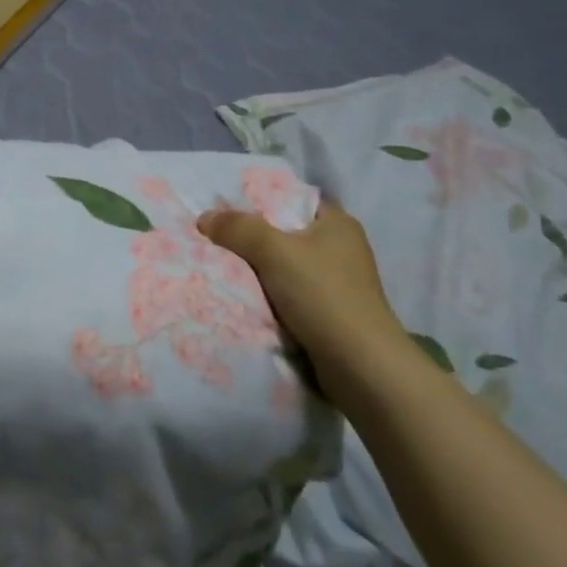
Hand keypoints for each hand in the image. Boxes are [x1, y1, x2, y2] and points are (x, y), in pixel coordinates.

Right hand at [198, 200, 401, 389]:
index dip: (265, 200)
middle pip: (290, 233)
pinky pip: (296, 296)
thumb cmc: (322, 295)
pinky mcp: (336, 315)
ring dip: (265, 272)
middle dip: (258, 238)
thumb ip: (238, 229)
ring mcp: (342, 284)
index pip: (297, 199)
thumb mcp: (274, 251)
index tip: (232, 207)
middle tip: (222, 238)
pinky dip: (275, 297)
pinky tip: (250, 300)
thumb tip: (204, 218)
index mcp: (339, 223)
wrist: (361, 368)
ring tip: (228, 269)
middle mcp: (344, 249)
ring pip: (291, 267)